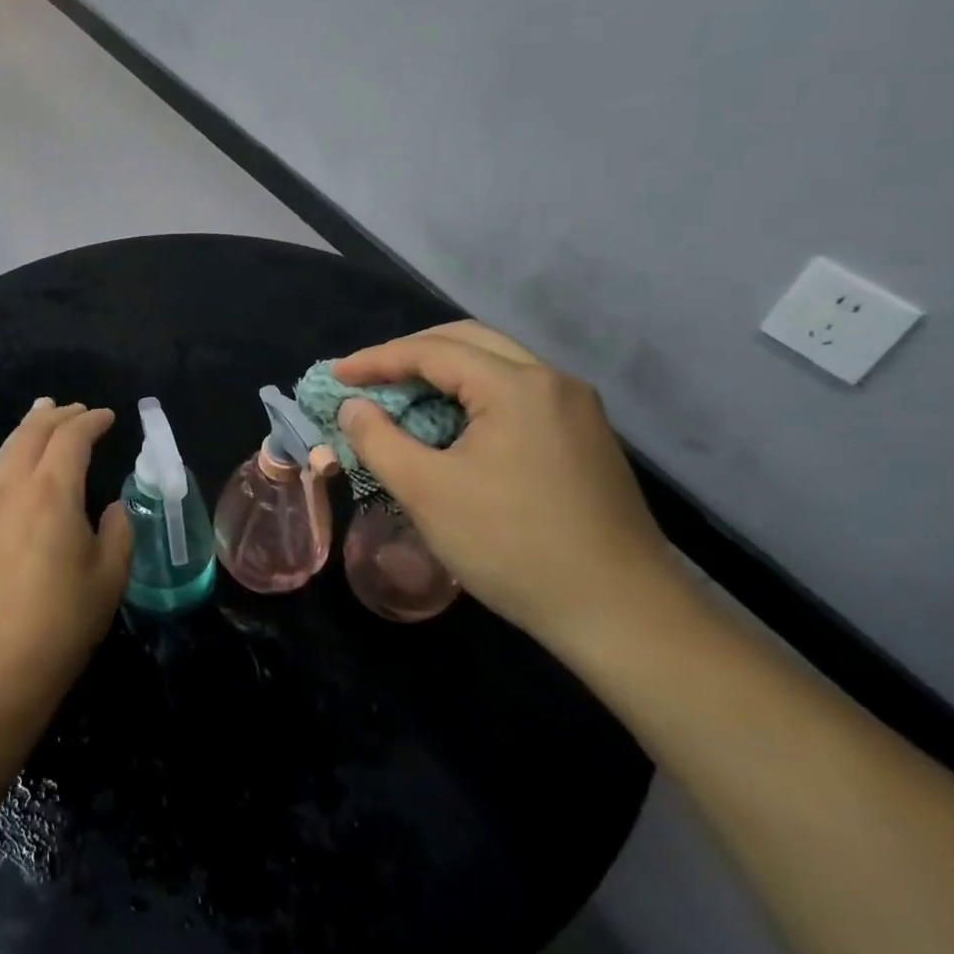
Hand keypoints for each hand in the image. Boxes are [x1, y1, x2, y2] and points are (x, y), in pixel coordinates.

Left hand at [0, 399, 132, 716]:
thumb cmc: (60, 624)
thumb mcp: (108, 578)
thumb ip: (117, 532)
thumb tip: (111, 508)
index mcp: (52, 492)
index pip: (71, 438)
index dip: (91, 421)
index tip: (107, 416)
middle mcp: (11, 488)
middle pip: (31, 433)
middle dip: (56, 416)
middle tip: (75, 410)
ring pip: (2, 452)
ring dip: (25, 431)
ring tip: (39, 419)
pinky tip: (0, 471)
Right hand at [333, 322, 678, 637]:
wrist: (619, 611)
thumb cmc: (511, 545)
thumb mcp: (426, 492)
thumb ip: (378, 440)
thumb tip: (353, 407)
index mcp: (517, 386)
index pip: (432, 351)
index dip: (376, 359)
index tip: (335, 375)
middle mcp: (553, 382)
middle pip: (468, 342)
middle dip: (410, 354)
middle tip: (367, 378)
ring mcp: (575, 409)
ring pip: (497, 365)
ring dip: (443, 373)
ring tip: (401, 399)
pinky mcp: (584, 437)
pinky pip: (517, 394)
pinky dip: (473, 396)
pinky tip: (451, 427)